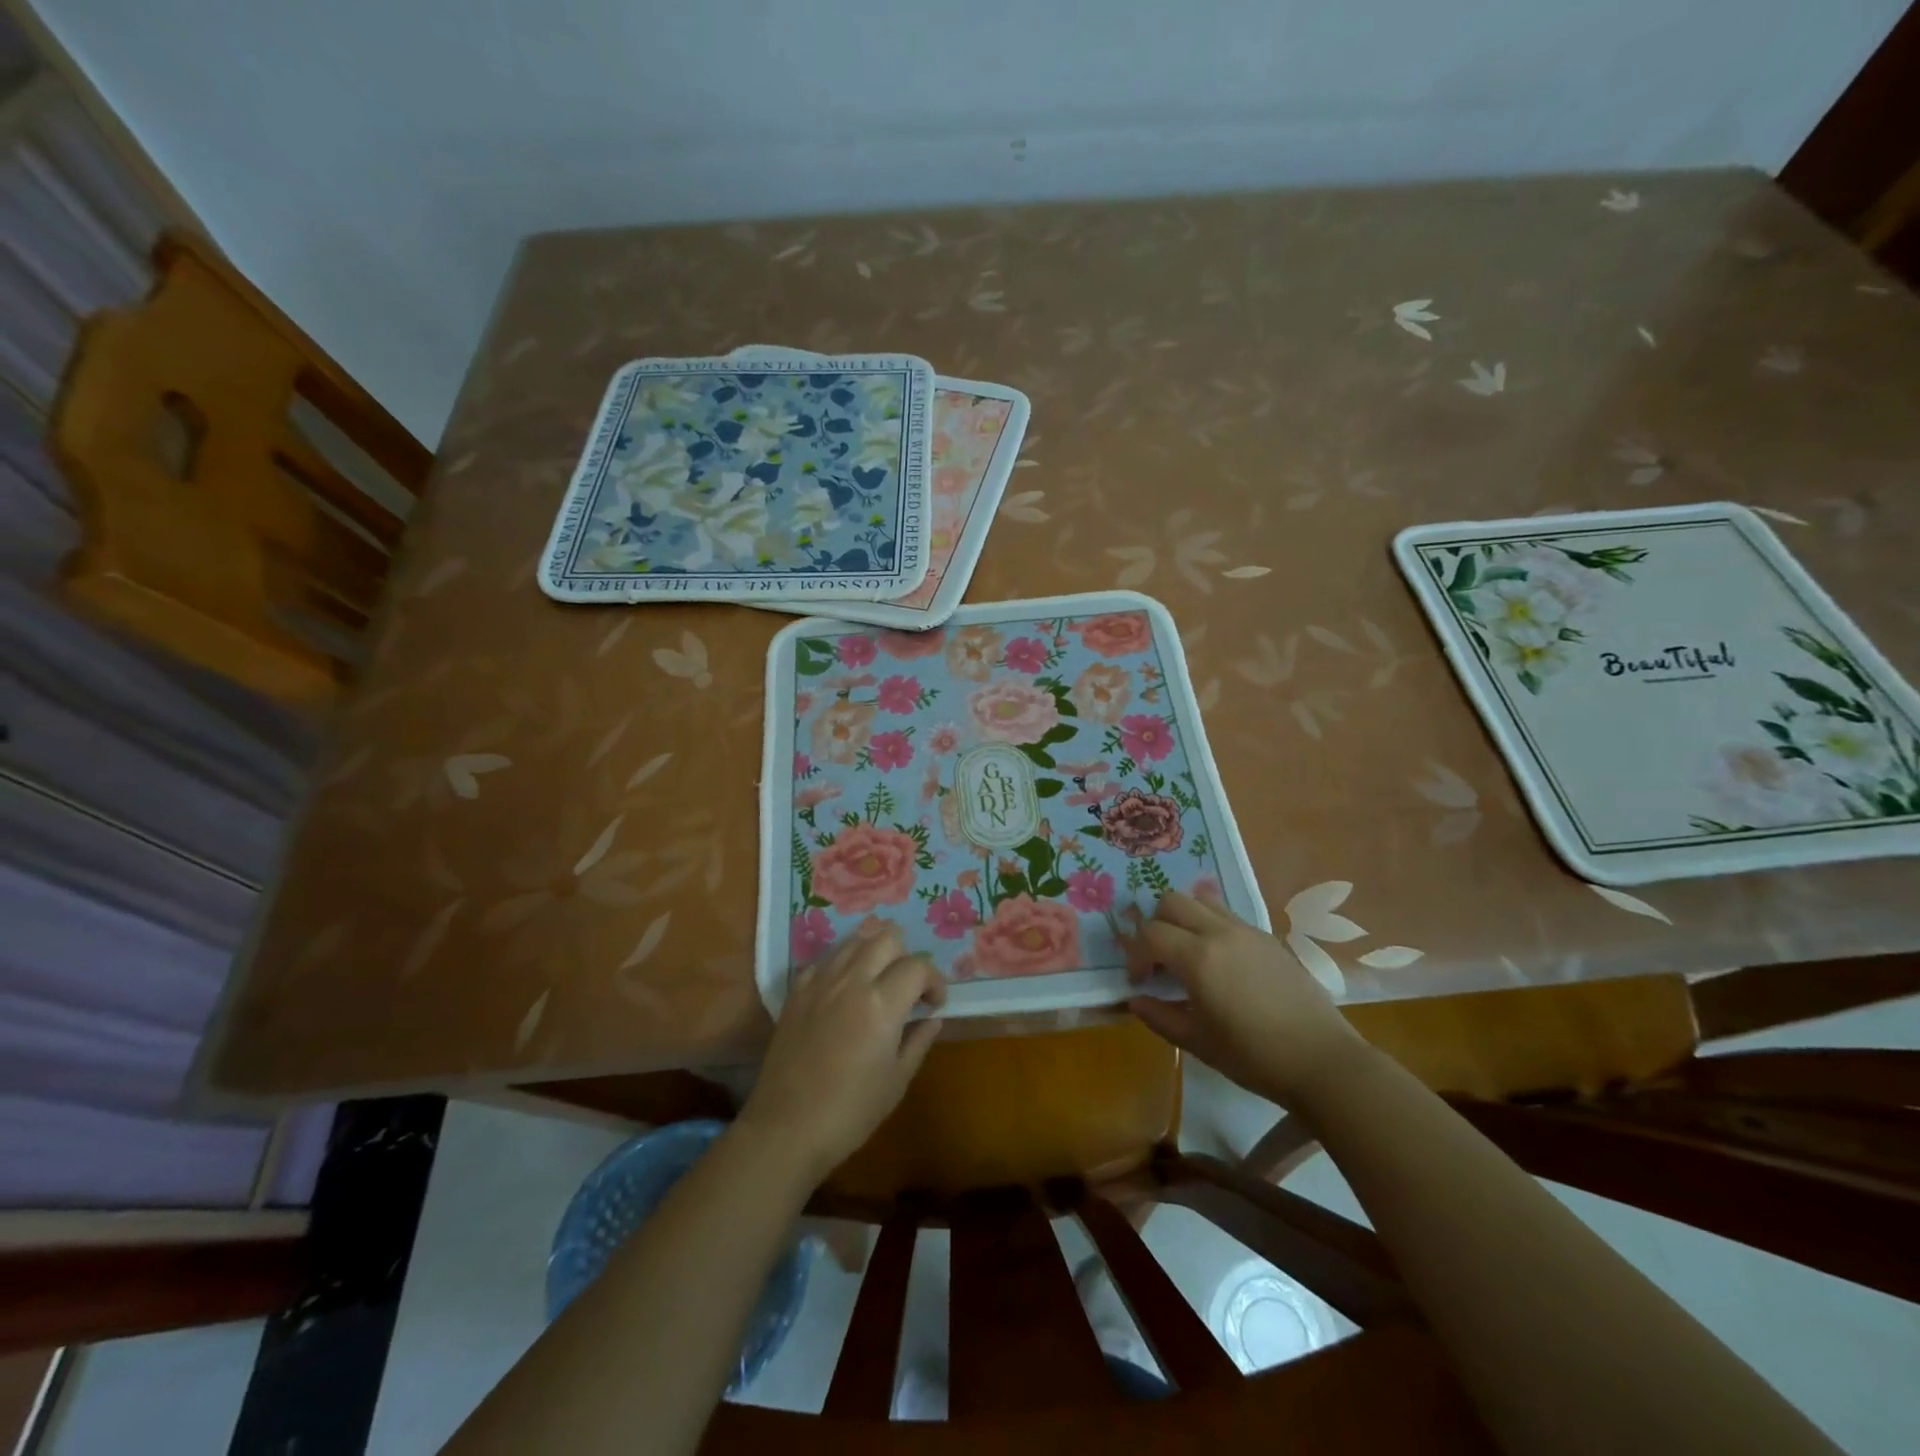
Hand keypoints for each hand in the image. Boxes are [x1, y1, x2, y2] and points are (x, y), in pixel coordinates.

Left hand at [737, 925, 946, 1183]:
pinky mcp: (797, 991)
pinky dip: (843, 962)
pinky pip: (826, 959)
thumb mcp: (897, 1081)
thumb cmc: (850, 1112)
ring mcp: (820, 982)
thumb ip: (918, 1041)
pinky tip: (845, 987)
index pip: (917, 967)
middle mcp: (852, 981)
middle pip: (886, 938)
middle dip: (906, 956)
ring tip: (879, 978)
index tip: (934, 1003)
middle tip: (907, 986)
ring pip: (854, 940)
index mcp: (882, 1003)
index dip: (934, 981)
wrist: (787, 1128)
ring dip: (874, 951)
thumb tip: (932, 1018)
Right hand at [1123, 889, 1366, 1108]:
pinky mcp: (1268, 937)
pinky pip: (1227, 914)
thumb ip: (1159, 1017)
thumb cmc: (1253, 1056)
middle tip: (1159, 959)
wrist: (1322, 1060)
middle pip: (1171, 901)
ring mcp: (1247, 930)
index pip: (1150, 933)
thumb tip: (1135, 1000)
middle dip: (1155, 924)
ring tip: (1187, 952)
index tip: (1141, 981)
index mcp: (1198, 957)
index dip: (1136, 954)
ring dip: (1183, 918)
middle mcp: (1220, 932)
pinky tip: (1219, 960)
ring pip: (1201, 900)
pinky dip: (1210, 924)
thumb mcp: (1197, 1042)